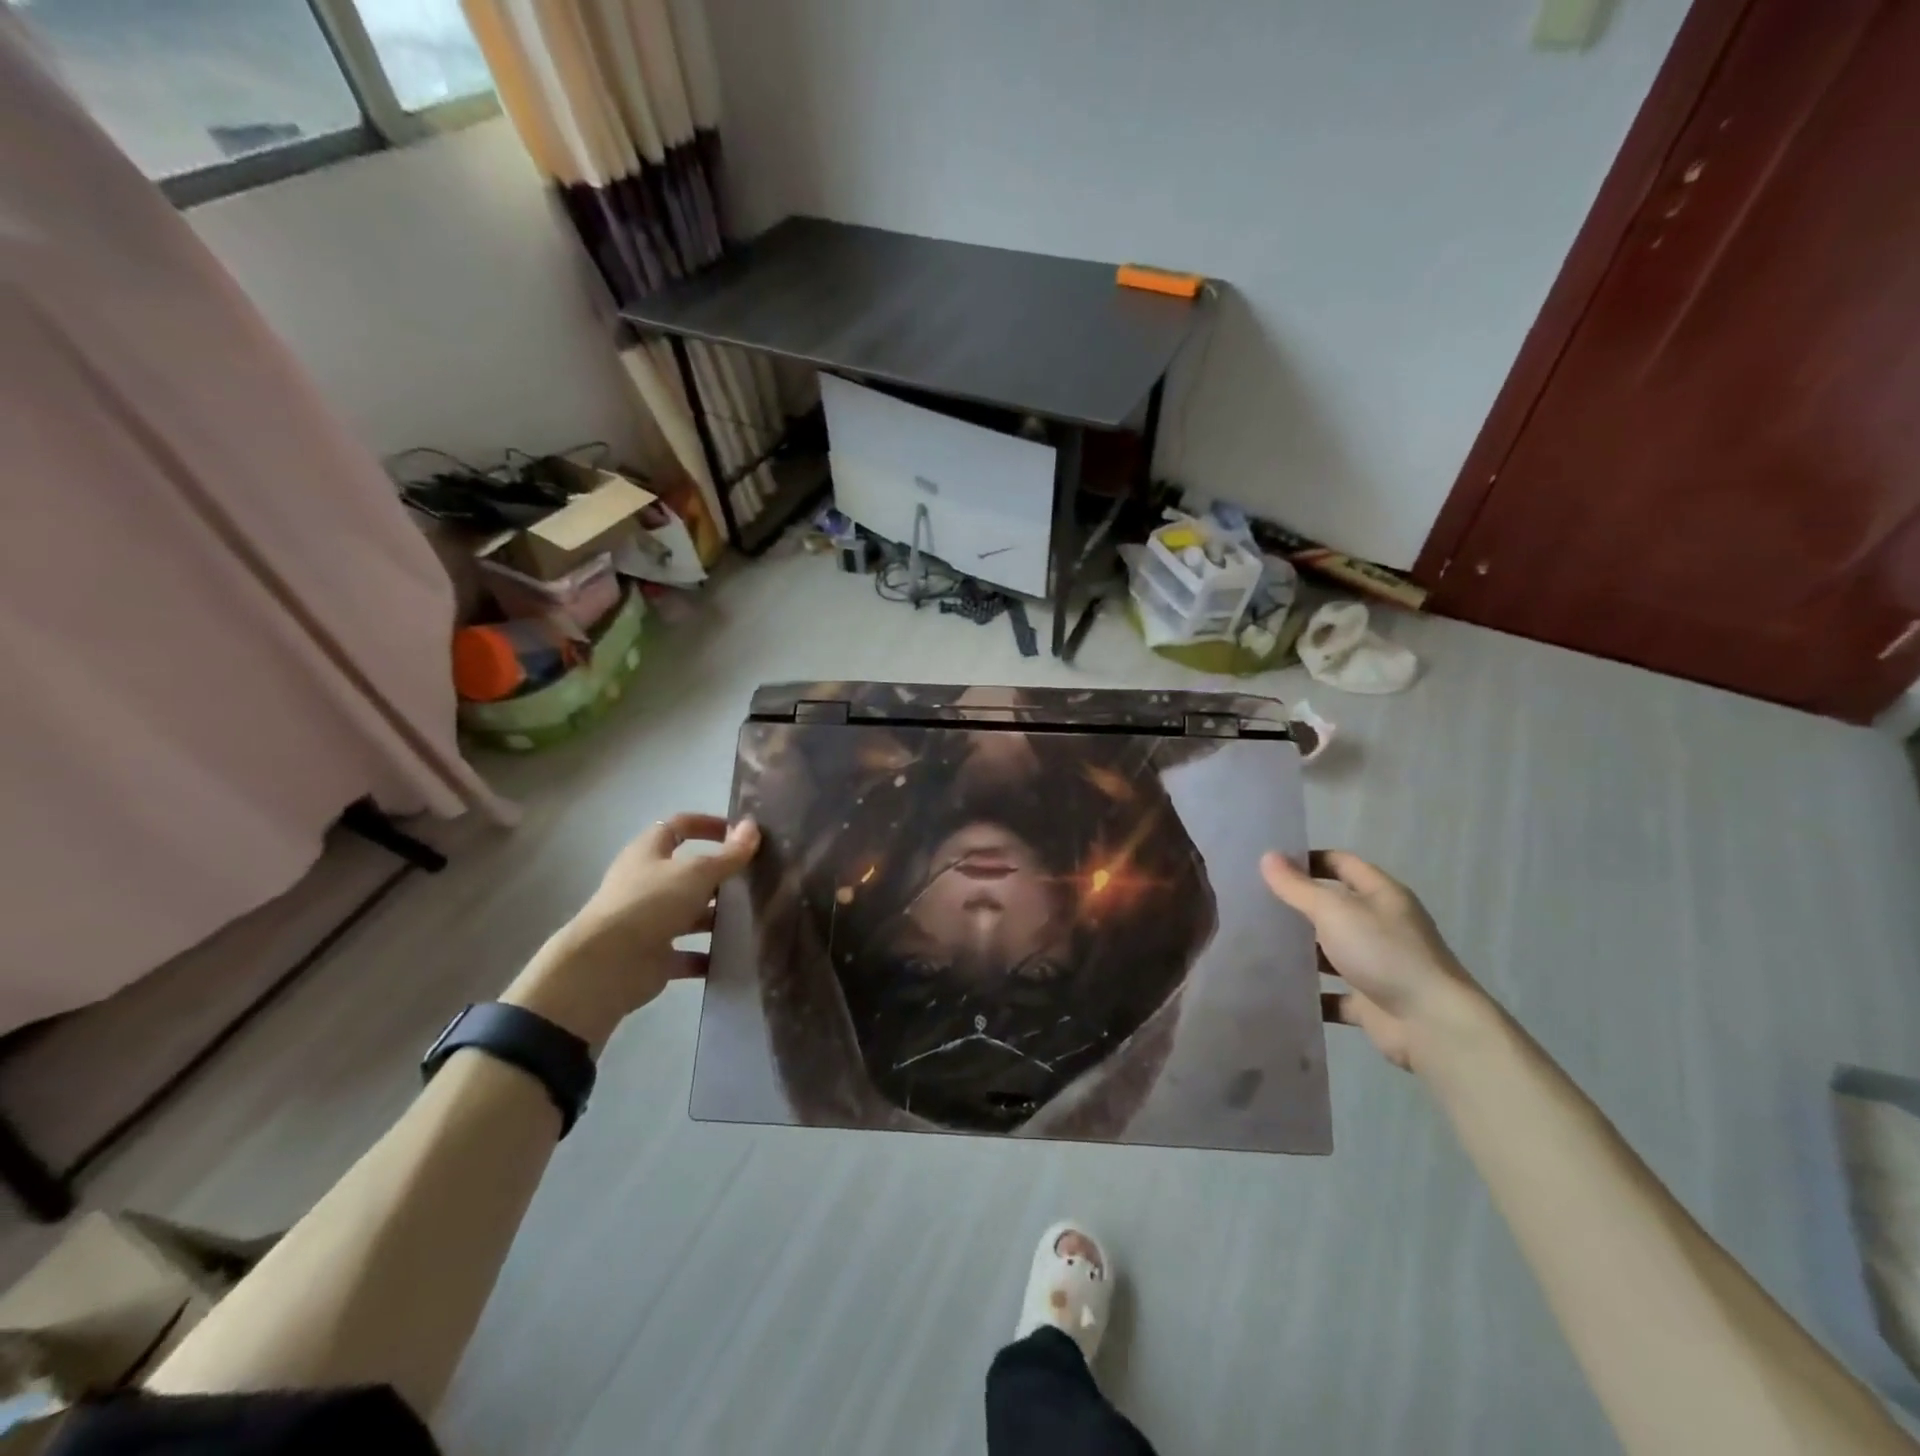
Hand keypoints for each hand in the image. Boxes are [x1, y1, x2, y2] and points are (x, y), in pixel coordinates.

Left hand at [504, 814, 759, 1048]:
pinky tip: (737, 955)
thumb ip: (728, 853)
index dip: (706, 825)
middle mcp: (646, 884)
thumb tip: (753, 826)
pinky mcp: (654, 956)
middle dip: (720, 875)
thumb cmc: (650, 903)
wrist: (607, 966)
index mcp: (648, 853)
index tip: (739, 833)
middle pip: (688, 873)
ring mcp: (649, 921)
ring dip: (717, 917)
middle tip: (756, 878)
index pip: (678, 827)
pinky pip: (689, 953)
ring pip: (690, 914)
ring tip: (754, 917)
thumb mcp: (697, 872)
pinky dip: (710, 955)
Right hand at [1260, 850, 1488, 1071]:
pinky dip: (1310, 993)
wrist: (1432, 1025)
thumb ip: (1298, 887)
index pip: (1341, 863)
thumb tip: (1267, 857)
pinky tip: (1279, 989)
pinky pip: (1332, 993)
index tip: (1270, 866)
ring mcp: (1377, 965)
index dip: (1308, 860)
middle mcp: (1381, 926)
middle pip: (1334, 907)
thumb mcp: (1334, 911)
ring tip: (1256, 945)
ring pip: (1331, 951)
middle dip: (1297, 905)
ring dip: (1301, 951)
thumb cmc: (1384, 953)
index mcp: (1381, 895)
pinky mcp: (1370, 1001)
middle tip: (1254, 903)